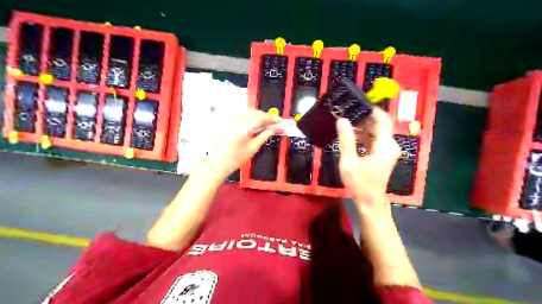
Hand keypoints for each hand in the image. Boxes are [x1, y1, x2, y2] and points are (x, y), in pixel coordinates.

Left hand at [204, 110, 279, 177]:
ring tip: (265, 123)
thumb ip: (265, 135)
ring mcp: (229, 119)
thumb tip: (275, 128)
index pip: (261, 117)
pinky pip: (240, 114)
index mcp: (243, 127)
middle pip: (254, 112)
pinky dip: (249, 116)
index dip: (273, 118)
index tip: (280, 121)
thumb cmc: (236, 158)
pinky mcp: (226, 120)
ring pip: (247, 111)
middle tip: (274, 122)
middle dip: (265, 116)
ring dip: (257, 115)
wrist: (218, 162)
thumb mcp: (253, 148)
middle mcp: (236, 120)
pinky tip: (253, 123)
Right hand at [338, 108, 398, 211]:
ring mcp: (388, 150)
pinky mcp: (383, 155)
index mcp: (385, 146)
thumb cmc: (360, 183)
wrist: (370, 202)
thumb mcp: (349, 162)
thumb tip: (341, 120)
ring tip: (347, 120)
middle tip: (348, 111)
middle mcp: (390, 145)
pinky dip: (365, 135)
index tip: (357, 104)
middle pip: (381, 124)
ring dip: (364, 125)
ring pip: (378, 131)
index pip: (383, 120)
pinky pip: (375, 139)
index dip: (372, 110)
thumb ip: (346, 140)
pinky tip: (352, 133)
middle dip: (365, 117)